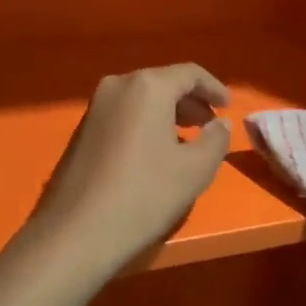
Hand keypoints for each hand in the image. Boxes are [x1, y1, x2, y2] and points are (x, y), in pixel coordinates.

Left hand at [29, 64, 230, 276]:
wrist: (77, 232)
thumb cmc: (145, 194)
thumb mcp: (195, 169)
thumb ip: (216, 139)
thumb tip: (219, 124)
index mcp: (147, 86)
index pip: (190, 73)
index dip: (214, 88)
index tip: (228, 108)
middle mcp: (117, 86)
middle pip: (163, 84)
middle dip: (190, 102)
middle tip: (210, 126)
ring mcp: (95, 108)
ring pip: (141, 100)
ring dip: (168, 115)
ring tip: (187, 141)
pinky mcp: (82, 131)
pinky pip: (124, 116)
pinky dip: (145, 125)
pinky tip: (155, 154)